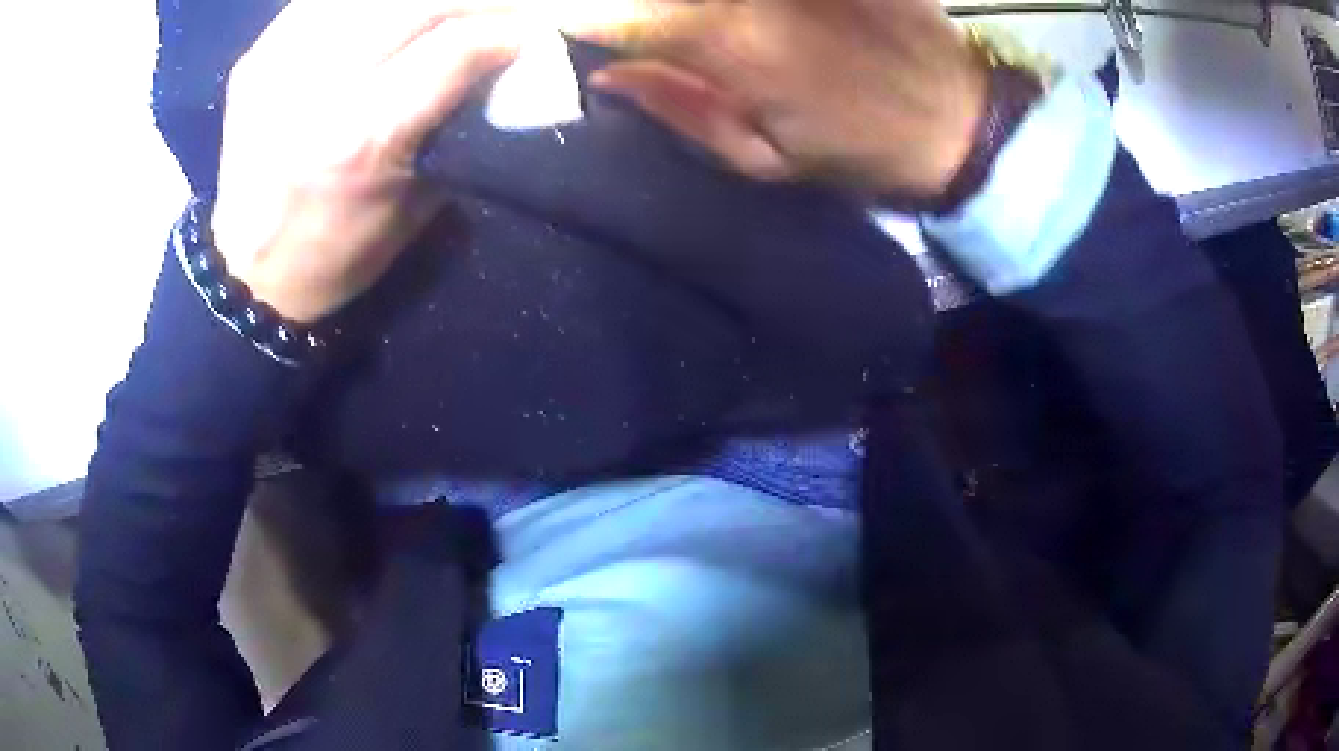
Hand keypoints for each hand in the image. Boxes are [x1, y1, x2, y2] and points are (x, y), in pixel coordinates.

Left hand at [212, 0, 525, 322]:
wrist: (247, 273)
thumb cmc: (337, 254)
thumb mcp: (416, 202)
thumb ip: (458, 121)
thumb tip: (498, 59)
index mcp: (362, 137)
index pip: (456, 46)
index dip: (508, 27)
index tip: (534, 29)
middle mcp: (317, 88)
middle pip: (416, 2)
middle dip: (471, 1)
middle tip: (494, 10)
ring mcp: (278, 64)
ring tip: (442, 9)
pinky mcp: (256, 56)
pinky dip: (364, 0)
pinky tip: (384, 12)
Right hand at [564, 0, 987, 204]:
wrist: (958, 118)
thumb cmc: (858, 151)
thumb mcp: (762, 160)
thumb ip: (679, 110)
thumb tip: (604, 73)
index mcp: (726, 43)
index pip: (615, 12)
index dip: (564, 15)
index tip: (540, 25)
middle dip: (606, 10)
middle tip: (581, 24)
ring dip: (664, 8)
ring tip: (661, 33)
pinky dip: (714, 6)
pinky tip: (725, 23)